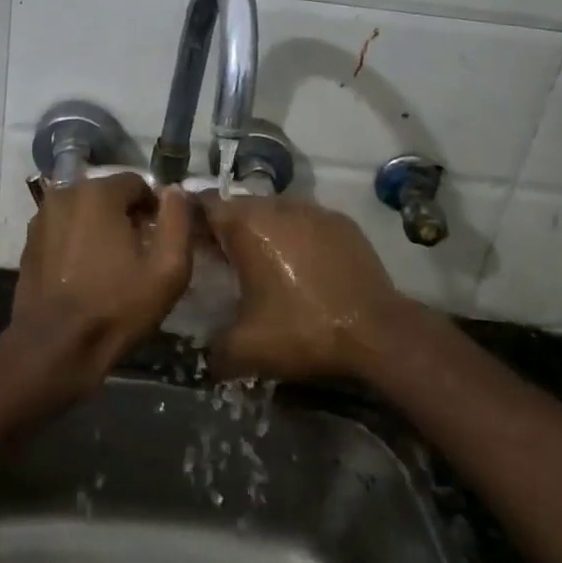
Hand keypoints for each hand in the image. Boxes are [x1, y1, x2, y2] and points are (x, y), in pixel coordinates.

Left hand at [11, 173, 192, 397]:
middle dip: (127, 217)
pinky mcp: (30, 242)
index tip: (160, 240)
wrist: (55, 348)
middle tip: (139, 255)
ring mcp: (42, 217)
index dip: (154, 209)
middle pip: (109, 195)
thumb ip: (178, 220)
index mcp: (98, 192)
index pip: (137, 183)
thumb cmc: (116, 307)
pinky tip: (86, 274)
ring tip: (112, 266)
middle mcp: (65, 193)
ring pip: (84, 212)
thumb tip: (175, 191)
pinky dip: (78, 242)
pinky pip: (64, 230)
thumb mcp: (167, 268)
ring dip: (100, 228)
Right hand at [200, 194, 412, 380]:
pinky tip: (299, 264)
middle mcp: (278, 207)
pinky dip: (294, 235)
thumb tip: (201, 357)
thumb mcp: (246, 349)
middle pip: (239, 206)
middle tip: (219, 256)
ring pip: (273, 210)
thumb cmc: (303, 330)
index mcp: (247, 226)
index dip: (190, 220)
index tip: (185, 240)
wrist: (377, 332)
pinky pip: (304, 221)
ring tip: (260, 260)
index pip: (204, 205)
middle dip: (226, 227)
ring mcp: (313, 210)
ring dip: (261, 230)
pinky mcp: (340, 222)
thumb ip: (212, 350)